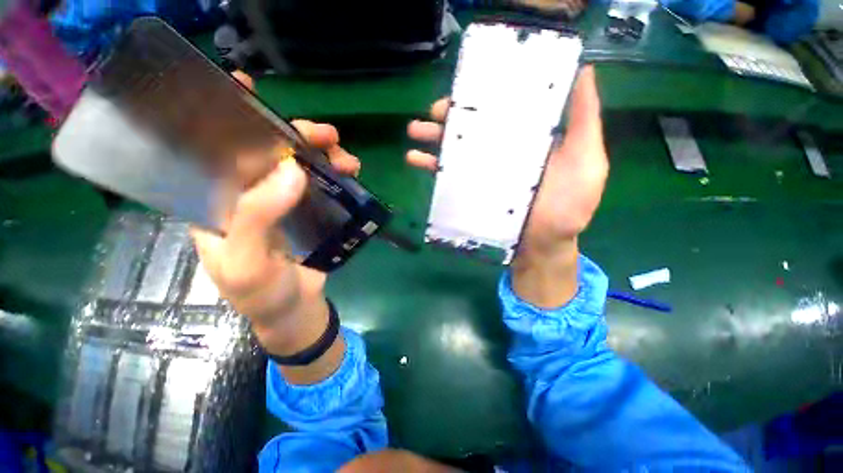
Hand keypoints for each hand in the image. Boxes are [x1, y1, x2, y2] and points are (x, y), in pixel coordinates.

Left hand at [191, 72, 359, 366]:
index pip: (216, 152)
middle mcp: (250, 196)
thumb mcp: (247, 263)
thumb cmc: (262, 294)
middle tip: (325, 134)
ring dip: (323, 155)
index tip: (243, 86)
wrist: (294, 311)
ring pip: (300, 166)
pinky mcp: (309, 212)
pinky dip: (336, 174)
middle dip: (294, 136)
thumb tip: (292, 170)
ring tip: (346, 158)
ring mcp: (283, 203)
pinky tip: (351, 172)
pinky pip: (322, 184)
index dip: (226, 117)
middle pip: (268, 153)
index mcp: (219, 203)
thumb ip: (257, 217)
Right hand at [407, 66, 607, 306]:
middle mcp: (501, 151)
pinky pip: (446, 176)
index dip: (485, 93)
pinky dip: (429, 166)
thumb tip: (584, 72)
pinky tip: (414, 158)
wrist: (543, 245)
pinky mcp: (470, 192)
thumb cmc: (568, 206)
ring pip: (455, 148)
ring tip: (415, 130)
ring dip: (433, 137)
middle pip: (473, 126)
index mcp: (526, 138)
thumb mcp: (586, 160)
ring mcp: (482, 172)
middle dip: (452, 115)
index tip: (469, 82)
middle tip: (435, 110)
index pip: (502, 108)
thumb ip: (584, 121)